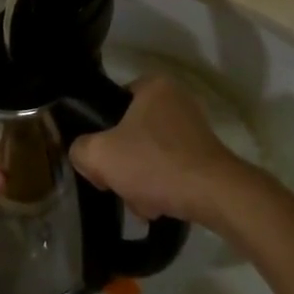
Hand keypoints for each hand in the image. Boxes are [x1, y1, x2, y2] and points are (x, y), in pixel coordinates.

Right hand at [67, 75, 251, 229]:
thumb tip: (84, 154)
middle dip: (123, 165)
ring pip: (151, 154)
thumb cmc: (154, 163)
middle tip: (119, 185)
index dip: (101, 133)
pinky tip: (160, 207)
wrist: (213, 194)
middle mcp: (177, 99)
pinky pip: (172, 168)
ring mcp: (195, 127)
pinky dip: (163, 187)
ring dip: (141, 180)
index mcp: (153, 85)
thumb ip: (80, 149)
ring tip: (142, 203)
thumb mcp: (100, 155)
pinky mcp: (207, 155)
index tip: (101, 159)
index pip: (113, 104)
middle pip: (131, 133)